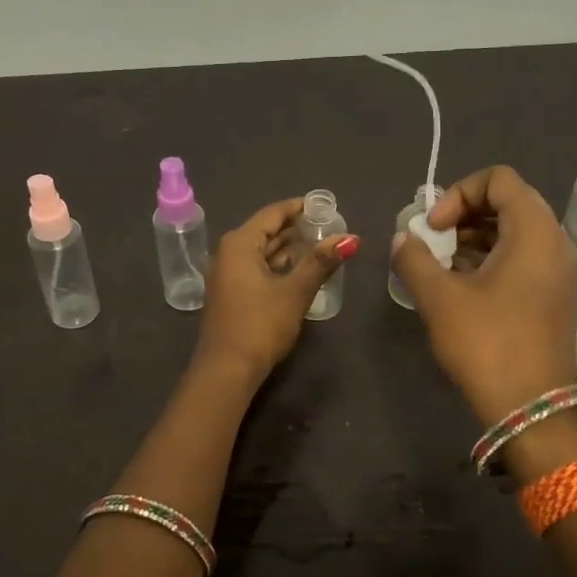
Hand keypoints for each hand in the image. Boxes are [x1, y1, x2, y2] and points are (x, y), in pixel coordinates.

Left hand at [196, 198, 358, 382]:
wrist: (226, 370)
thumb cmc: (260, 324)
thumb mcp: (295, 291)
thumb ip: (321, 262)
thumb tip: (350, 238)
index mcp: (240, 244)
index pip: (272, 213)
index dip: (299, 208)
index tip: (325, 206)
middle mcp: (228, 253)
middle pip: (266, 231)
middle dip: (296, 229)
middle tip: (328, 227)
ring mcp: (227, 275)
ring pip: (261, 252)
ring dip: (288, 249)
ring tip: (320, 247)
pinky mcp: (231, 295)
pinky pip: (256, 269)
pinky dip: (278, 266)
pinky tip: (299, 272)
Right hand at [390, 165, 576, 424]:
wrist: (532, 409)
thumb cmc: (487, 345)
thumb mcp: (439, 298)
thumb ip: (414, 258)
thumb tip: (404, 238)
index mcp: (534, 231)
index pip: (499, 179)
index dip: (458, 193)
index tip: (435, 227)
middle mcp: (555, 241)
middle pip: (508, 201)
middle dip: (464, 214)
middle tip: (434, 241)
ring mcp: (559, 270)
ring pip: (514, 231)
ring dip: (474, 237)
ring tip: (441, 264)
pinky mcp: (554, 294)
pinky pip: (523, 256)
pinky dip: (491, 258)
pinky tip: (461, 285)